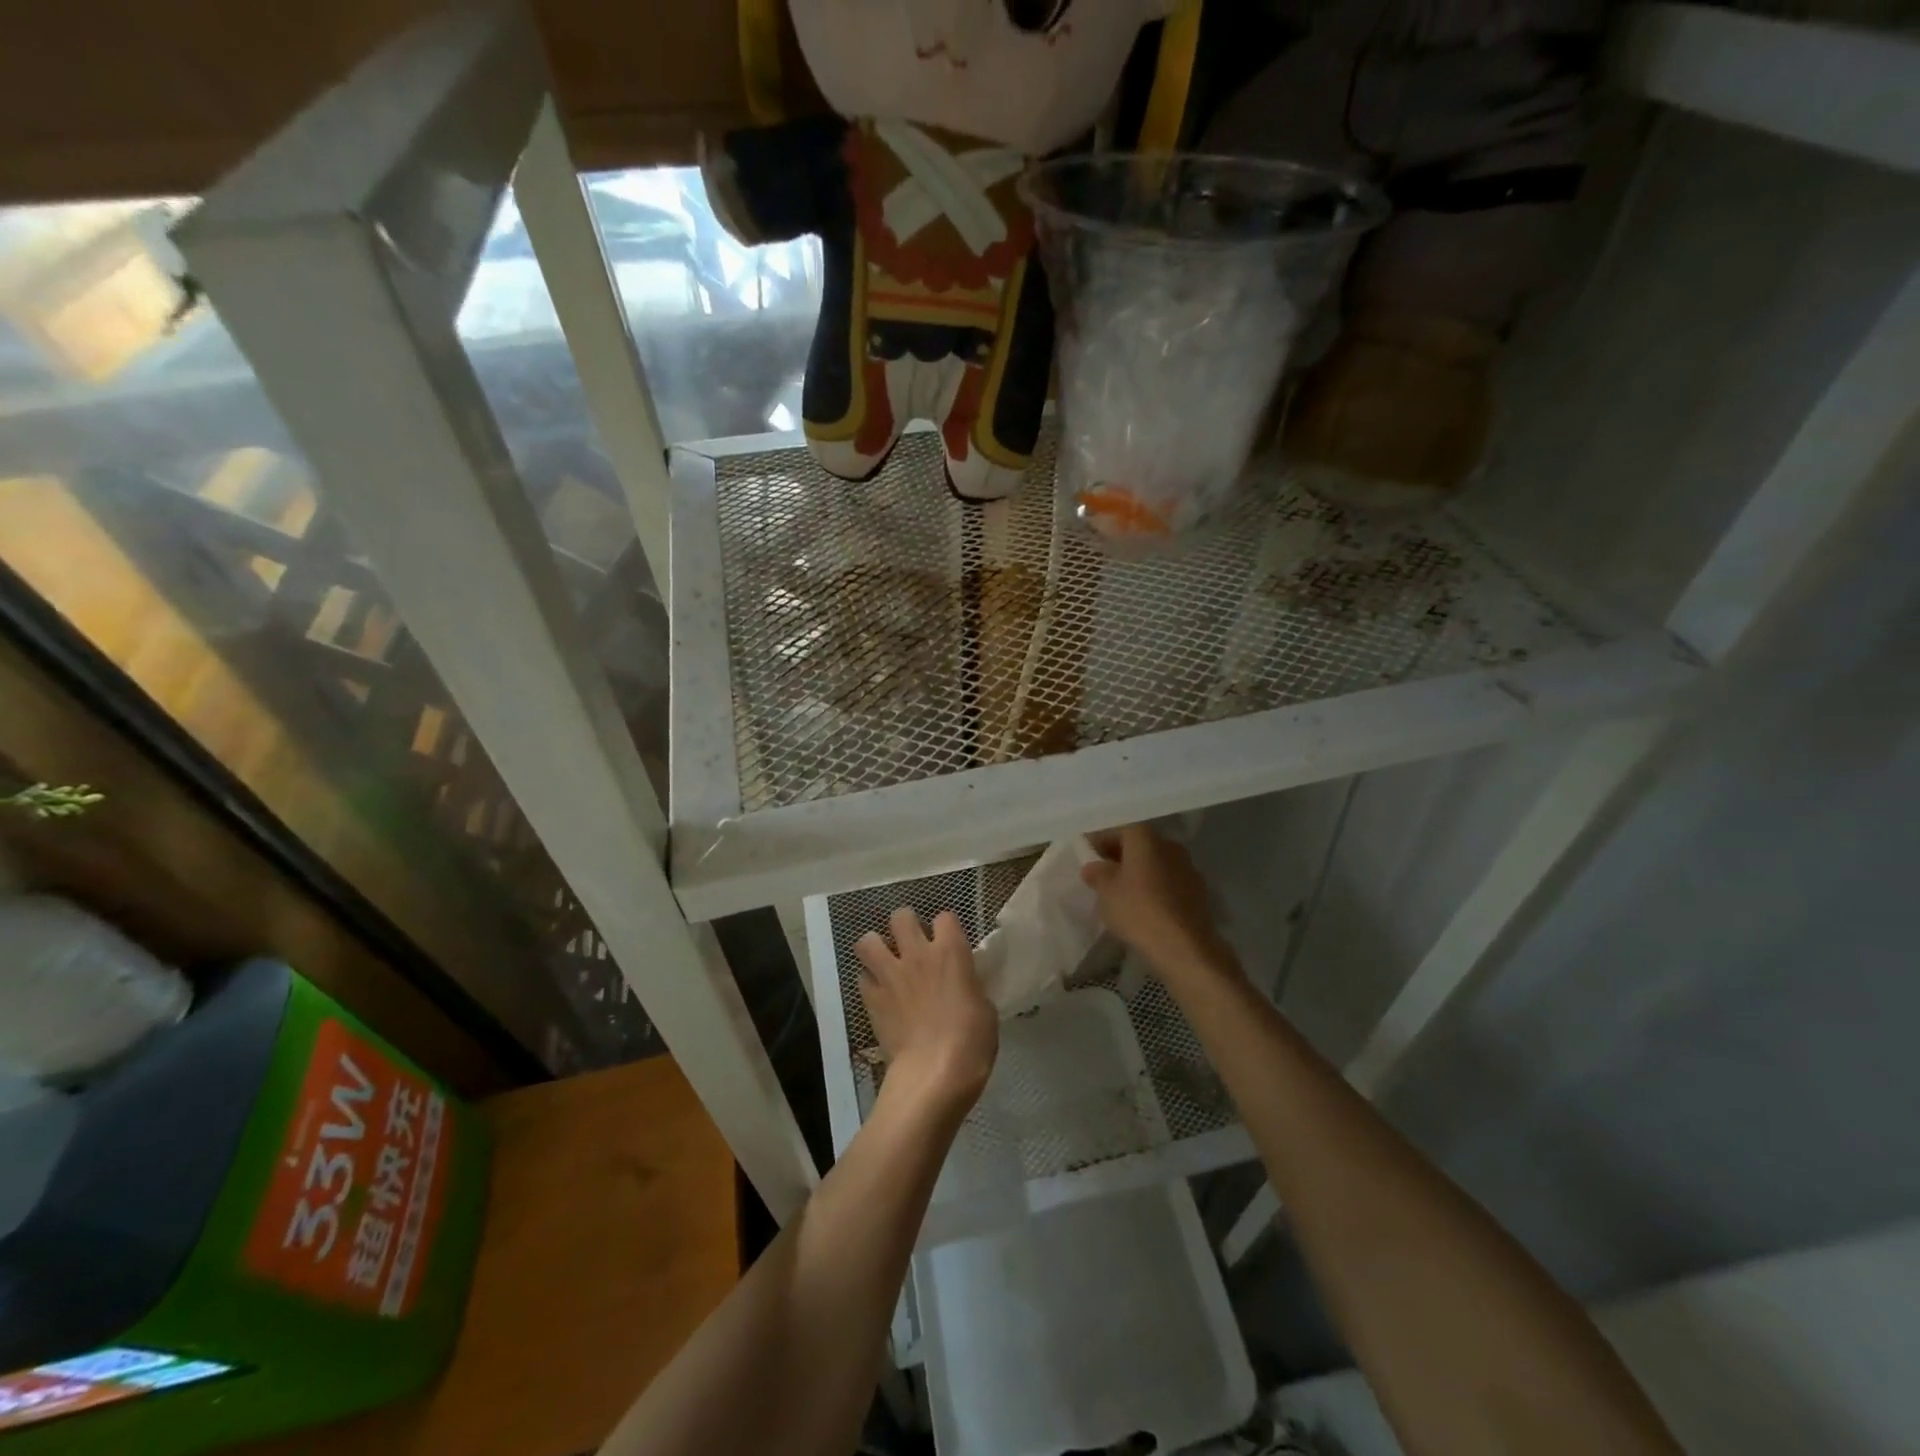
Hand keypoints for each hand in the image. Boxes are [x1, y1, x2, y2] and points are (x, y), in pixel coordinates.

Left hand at [855, 908, 997, 1117]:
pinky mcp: (871, 999)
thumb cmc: (971, 1042)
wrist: (935, 1074)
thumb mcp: (984, 1007)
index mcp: (951, 952)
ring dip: (877, 947)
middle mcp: (917, 955)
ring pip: (868, 940)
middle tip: (912, 944)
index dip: (946, 928)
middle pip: (901, 916)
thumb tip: (962, 984)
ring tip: (886, 962)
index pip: (945, 917)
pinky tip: (880, 994)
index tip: (949, 942)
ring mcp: (890, 975)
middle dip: (905, 925)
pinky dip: (870, 982)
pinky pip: (862, 977)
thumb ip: (969, 985)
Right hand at [1081, 824, 1240, 987]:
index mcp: (1146, 838)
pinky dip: (1155, 889)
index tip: (1088, 856)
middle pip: (1140, 845)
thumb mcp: (1106, 891)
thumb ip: (1096, 873)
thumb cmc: (1139, 910)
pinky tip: (1144, 908)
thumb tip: (1093, 866)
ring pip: (1156, 864)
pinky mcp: (1198, 893)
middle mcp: (1170, 845)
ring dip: (1139, 873)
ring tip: (1122, 894)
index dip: (1101, 841)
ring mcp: (1188, 868)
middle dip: (1120, 857)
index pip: (1119, 829)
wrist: (1185, 948)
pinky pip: (1169, 883)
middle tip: (1102, 875)